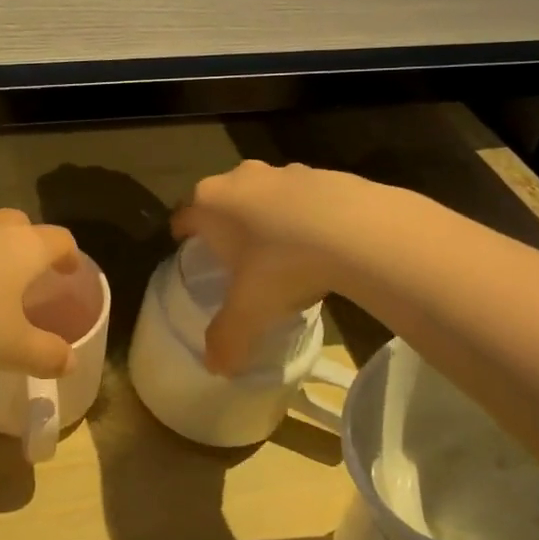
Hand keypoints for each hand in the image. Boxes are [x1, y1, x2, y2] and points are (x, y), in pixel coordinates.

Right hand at [170, 160, 359, 375]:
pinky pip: (302, 195)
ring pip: (262, 193)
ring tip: (281, 250)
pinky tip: (321, 241)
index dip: (183, 235)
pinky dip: (304, 213)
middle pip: (221, 200)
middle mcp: (239, 179)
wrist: (356, 229)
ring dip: (265, 215)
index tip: (189, 251)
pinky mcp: (321, 172)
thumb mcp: (249, 310)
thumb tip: (216, 368)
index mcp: (210, 204)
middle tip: (235, 256)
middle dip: (224, 223)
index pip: (183, 216)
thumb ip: (226, 338)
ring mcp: (282, 171)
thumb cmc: (282, 264)